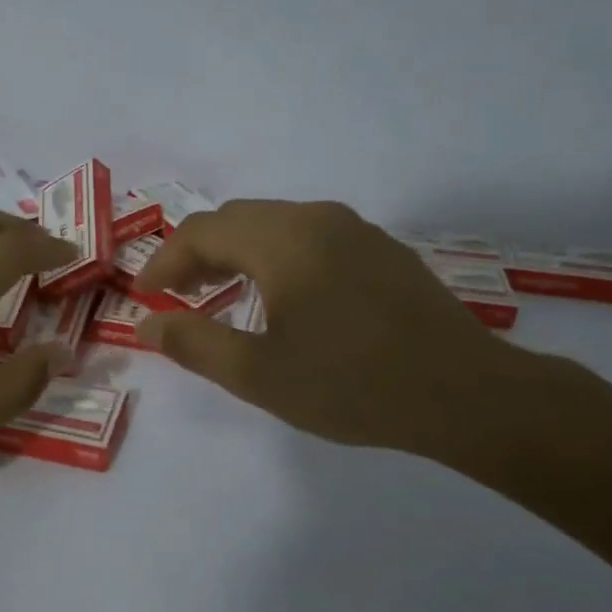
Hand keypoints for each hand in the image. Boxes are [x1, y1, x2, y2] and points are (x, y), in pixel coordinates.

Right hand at [133, 200, 546, 469]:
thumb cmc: (352, 385)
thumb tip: (146, 325)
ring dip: (236, 252)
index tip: (146, 298)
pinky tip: (282, 296)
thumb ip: (194, 344)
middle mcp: (317, 218)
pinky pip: (309, 235)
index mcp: (283, 241)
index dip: (164, 261)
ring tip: (221, 295)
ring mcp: (355, 229)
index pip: (201, 232)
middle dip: (197, 253)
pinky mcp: (380, 249)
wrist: (465, 394)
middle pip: (237, 219)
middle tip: (177, 296)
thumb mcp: (259, 375)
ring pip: (274, 224)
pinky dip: (274, 255)